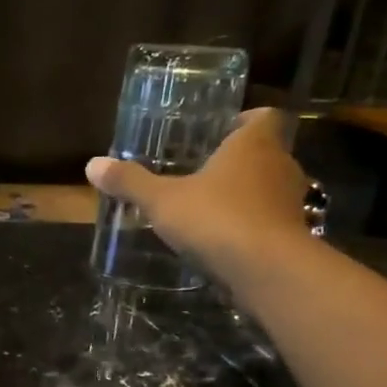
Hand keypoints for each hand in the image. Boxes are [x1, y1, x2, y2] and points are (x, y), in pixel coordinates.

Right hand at [85, 106, 312, 282]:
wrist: (267, 270)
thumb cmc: (216, 218)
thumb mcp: (162, 200)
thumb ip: (130, 182)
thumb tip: (92, 164)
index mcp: (254, 143)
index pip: (263, 117)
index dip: (244, 121)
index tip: (222, 132)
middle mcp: (281, 165)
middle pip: (266, 153)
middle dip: (239, 162)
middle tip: (204, 172)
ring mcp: (292, 202)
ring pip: (269, 189)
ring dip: (246, 196)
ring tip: (210, 209)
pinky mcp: (294, 236)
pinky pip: (271, 222)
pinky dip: (252, 227)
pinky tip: (225, 242)